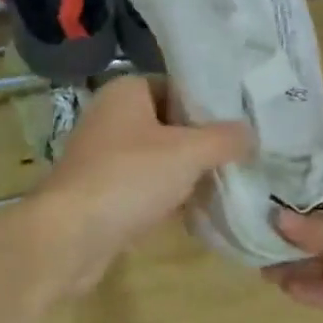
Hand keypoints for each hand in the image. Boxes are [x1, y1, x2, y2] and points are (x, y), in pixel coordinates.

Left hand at [33, 76, 250, 291]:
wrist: (70, 236)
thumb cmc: (129, 178)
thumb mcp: (188, 152)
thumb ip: (225, 138)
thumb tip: (251, 134)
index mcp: (126, 92)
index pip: (178, 86)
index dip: (210, 103)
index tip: (243, 122)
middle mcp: (112, 117)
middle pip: (171, 123)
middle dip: (204, 141)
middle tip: (244, 154)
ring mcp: (105, 157)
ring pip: (160, 157)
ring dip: (189, 172)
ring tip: (230, 182)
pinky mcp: (104, 192)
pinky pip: (147, 186)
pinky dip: (170, 195)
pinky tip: (200, 210)